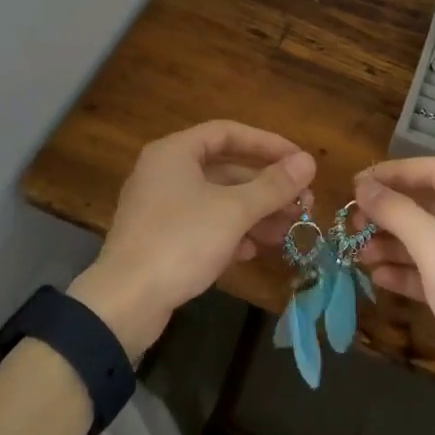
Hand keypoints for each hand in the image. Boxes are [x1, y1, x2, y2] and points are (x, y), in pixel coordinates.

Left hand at [69, 121, 315, 357]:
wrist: (125, 301)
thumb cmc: (180, 241)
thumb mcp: (233, 211)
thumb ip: (273, 186)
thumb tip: (308, 161)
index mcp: (175, 152)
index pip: (227, 133)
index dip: (267, 143)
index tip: (299, 161)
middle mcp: (164, 172)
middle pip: (224, 169)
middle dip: (265, 187)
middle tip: (303, 204)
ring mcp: (160, 207)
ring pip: (216, 201)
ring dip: (254, 213)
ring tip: (288, 231)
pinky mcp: (160, 239)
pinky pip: (203, 226)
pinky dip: (230, 233)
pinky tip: (254, 251)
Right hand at [353, 157, 434, 424]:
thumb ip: (397, 211)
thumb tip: (363, 185)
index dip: (395, 172)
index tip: (357, 183)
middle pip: (429, 206)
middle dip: (389, 212)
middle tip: (352, 222)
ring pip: (427, 240)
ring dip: (392, 243)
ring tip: (358, 252)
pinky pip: (432, 272)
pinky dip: (405, 271)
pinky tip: (377, 277)